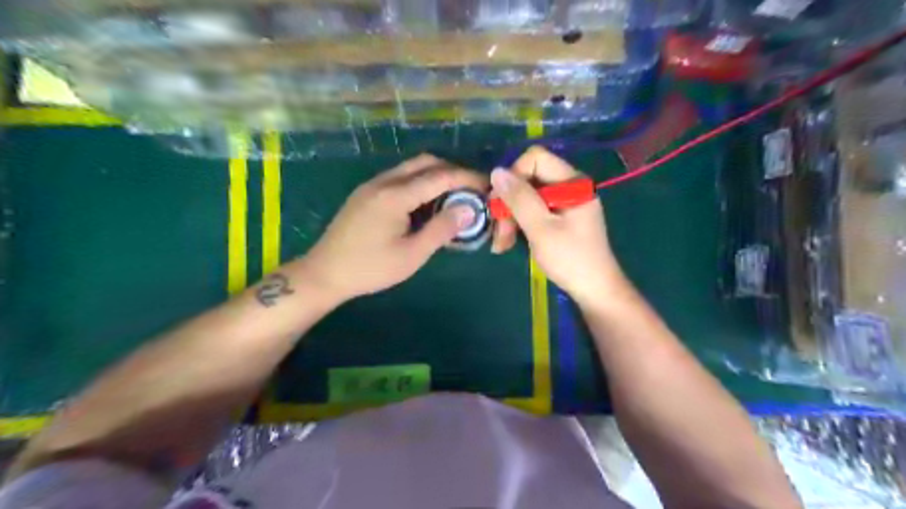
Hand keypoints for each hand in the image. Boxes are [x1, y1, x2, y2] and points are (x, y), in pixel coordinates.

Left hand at [302, 155, 487, 303]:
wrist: (324, 273)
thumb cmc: (370, 268)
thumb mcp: (411, 255)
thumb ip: (441, 230)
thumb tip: (469, 209)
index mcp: (396, 195)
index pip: (440, 176)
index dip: (467, 178)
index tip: (487, 185)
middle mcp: (383, 181)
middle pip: (425, 162)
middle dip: (452, 171)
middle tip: (471, 190)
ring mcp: (372, 185)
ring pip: (411, 168)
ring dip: (435, 176)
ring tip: (453, 197)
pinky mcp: (366, 193)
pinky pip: (399, 178)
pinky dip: (419, 183)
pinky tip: (425, 204)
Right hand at [489, 146, 632, 307]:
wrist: (594, 290)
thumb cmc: (570, 259)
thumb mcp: (541, 229)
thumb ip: (519, 199)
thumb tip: (496, 172)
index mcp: (572, 182)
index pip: (535, 158)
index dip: (513, 175)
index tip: (501, 203)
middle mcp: (569, 186)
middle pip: (528, 179)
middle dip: (508, 203)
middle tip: (498, 232)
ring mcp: (564, 202)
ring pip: (526, 197)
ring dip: (510, 218)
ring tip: (501, 244)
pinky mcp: (559, 217)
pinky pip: (532, 211)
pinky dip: (518, 225)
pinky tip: (508, 243)